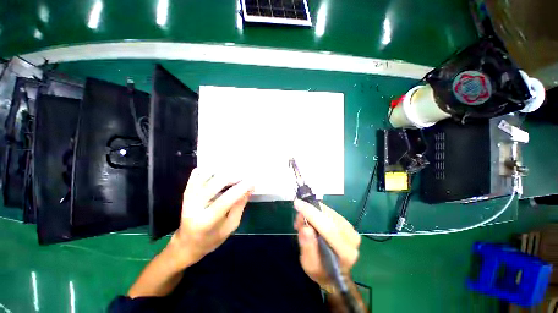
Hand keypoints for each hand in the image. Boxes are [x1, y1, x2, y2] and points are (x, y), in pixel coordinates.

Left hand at [169, 168, 253, 267]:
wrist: (187, 243)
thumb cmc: (212, 238)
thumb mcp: (231, 226)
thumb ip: (240, 206)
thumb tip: (249, 188)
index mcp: (206, 221)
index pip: (226, 200)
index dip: (241, 188)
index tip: (252, 181)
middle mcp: (194, 206)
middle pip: (215, 183)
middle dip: (233, 177)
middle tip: (244, 177)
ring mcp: (188, 197)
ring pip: (206, 175)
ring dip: (222, 171)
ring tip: (234, 174)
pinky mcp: (186, 192)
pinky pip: (197, 174)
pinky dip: (209, 169)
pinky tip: (219, 172)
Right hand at [293, 199, 360, 288]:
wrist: (333, 273)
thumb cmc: (320, 269)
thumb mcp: (309, 265)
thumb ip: (308, 247)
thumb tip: (306, 227)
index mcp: (345, 252)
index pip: (328, 228)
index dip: (311, 214)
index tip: (297, 204)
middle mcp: (352, 238)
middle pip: (328, 217)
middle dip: (309, 211)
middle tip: (297, 217)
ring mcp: (351, 229)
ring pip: (327, 212)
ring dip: (312, 212)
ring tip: (303, 222)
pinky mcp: (347, 223)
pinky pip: (329, 211)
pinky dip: (317, 212)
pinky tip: (311, 220)